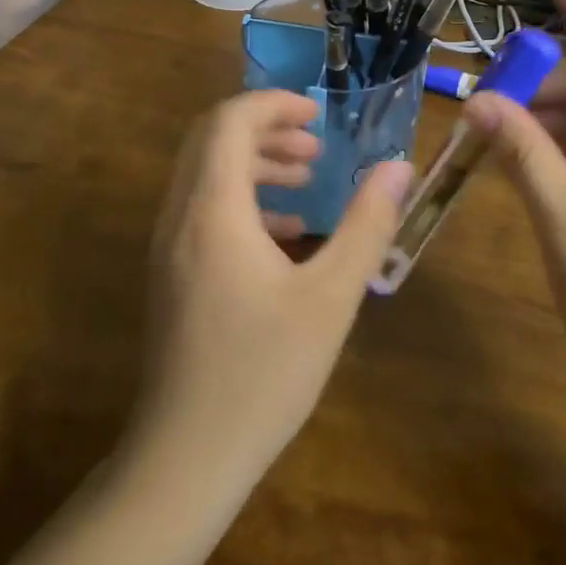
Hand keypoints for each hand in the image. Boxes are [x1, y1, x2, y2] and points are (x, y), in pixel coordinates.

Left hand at [126, 91, 411, 488]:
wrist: (184, 460)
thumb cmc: (262, 373)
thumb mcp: (330, 297)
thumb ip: (366, 225)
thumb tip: (397, 168)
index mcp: (213, 210)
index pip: (229, 121)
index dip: (274, 104)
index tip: (318, 115)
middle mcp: (180, 216)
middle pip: (212, 139)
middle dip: (266, 129)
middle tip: (316, 146)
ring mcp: (167, 247)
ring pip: (205, 174)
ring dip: (254, 163)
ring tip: (307, 180)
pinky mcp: (170, 274)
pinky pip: (202, 210)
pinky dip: (241, 200)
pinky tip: (284, 234)